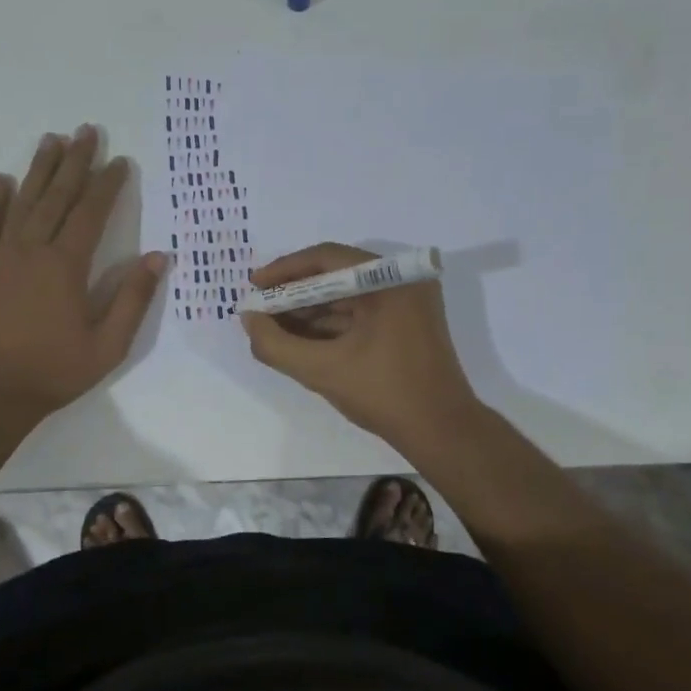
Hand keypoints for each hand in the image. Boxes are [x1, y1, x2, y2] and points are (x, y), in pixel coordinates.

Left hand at [0, 126, 166, 414]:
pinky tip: (0, 180)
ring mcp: (0, 257)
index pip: (91, 213)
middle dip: (75, 162)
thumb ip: (133, 299)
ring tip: (51, 140)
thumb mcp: (108, 344)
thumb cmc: (54, 371)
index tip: (121, 161)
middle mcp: (32, 250)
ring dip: (39, 170)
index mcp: (66, 266)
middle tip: (86, 131)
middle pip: (57, 196)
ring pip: (22, 202)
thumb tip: (159, 258)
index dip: (108, 184)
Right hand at [241, 243, 479, 445]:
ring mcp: (407, 303)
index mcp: (389, 280)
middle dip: (294, 294)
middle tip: (260, 310)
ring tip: (273, 327)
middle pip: (336, 275)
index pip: (326, 258)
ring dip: (309, 311)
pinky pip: (360, 313)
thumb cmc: (384, 394)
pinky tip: (300, 339)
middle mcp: (402, 281)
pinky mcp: (407, 323)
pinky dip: (330, 325)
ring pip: (346, 296)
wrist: (442, 431)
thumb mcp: (322, 370)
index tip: (254, 286)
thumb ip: (276, 344)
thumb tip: (248, 319)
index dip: (284, 270)